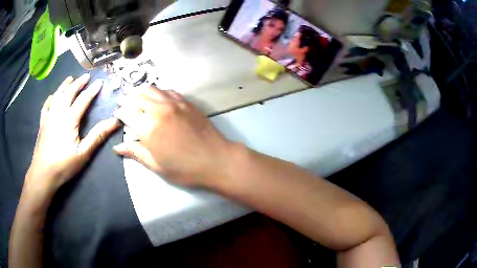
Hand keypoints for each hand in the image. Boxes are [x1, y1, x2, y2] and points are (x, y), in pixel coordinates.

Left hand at [27, 74, 118, 191]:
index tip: (100, 82)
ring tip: (70, 79)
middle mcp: (59, 112)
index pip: (83, 99)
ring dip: (64, 85)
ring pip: (57, 95)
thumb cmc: (64, 164)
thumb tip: (115, 121)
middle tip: (86, 76)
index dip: (92, 90)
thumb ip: (98, 135)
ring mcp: (49, 116)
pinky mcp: (42, 123)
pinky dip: (50, 98)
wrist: (43, 173)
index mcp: (70, 118)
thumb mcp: (83, 153)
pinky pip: (46, 105)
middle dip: (78, 83)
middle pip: (69, 92)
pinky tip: (52, 96)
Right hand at [113, 85, 235, 186]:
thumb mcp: (156, 165)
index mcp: (148, 127)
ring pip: (151, 89)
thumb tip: (118, 147)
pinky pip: (167, 91)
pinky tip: (156, 97)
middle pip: (137, 97)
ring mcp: (174, 103)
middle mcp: (158, 109)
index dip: (119, 112)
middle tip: (121, 102)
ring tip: (135, 96)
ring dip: (140, 92)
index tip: (116, 114)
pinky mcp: (186, 102)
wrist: (216, 159)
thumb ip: (135, 152)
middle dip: (126, 99)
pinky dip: (157, 91)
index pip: (127, 113)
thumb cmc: (184, 168)